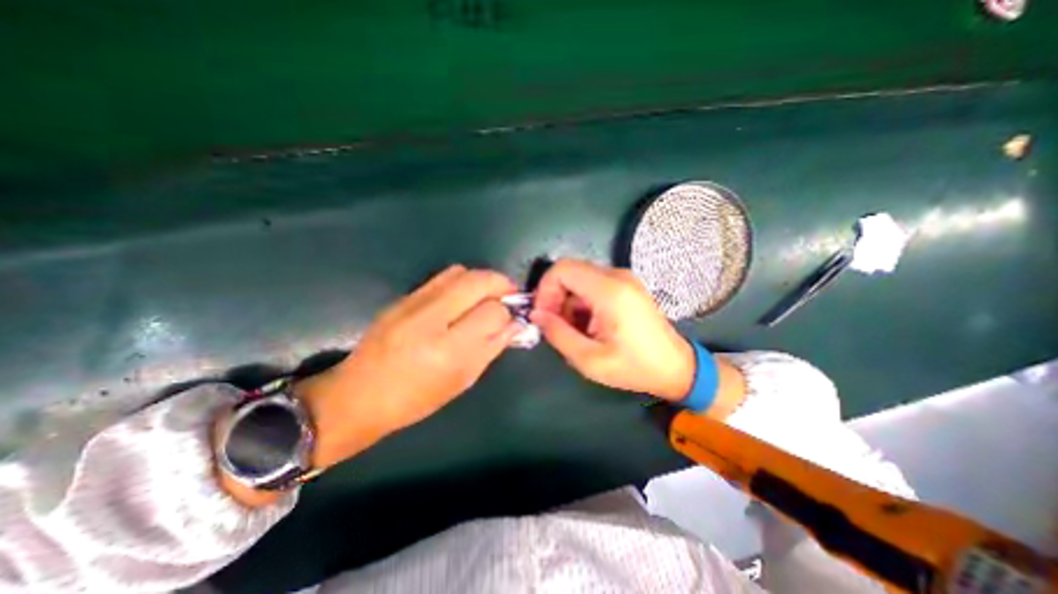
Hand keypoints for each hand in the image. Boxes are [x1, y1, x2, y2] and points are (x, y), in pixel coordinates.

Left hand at [297, 265, 518, 468]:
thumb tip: (516, 324)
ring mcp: (413, 303)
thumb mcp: (462, 380)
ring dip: (482, 280)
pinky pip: (443, 277)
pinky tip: (462, 298)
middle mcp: (431, 318)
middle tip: (508, 297)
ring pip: (462, 272)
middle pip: (479, 280)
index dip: (508, 313)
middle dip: (502, 284)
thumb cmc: (416, 399)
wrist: (358, 395)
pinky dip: (462, 281)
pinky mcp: (403, 297)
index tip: (512, 319)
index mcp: (448, 349)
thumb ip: (492, 348)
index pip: (493, 311)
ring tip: (486, 296)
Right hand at [529, 258, 694, 400]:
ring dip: (568, 301)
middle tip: (554, 325)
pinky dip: (581, 302)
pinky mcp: (626, 286)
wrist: (675, 368)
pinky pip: (592, 285)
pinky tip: (587, 325)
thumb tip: (536, 315)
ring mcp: (623, 279)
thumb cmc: (634, 367)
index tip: (543, 315)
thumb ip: (558, 334)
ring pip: (579, 278)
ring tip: (573, 330)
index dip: (544, 289)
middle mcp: (617, 276)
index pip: (562, 269)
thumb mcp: (589, 360)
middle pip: (569, 271)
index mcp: (609, 290)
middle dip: (554, 296)